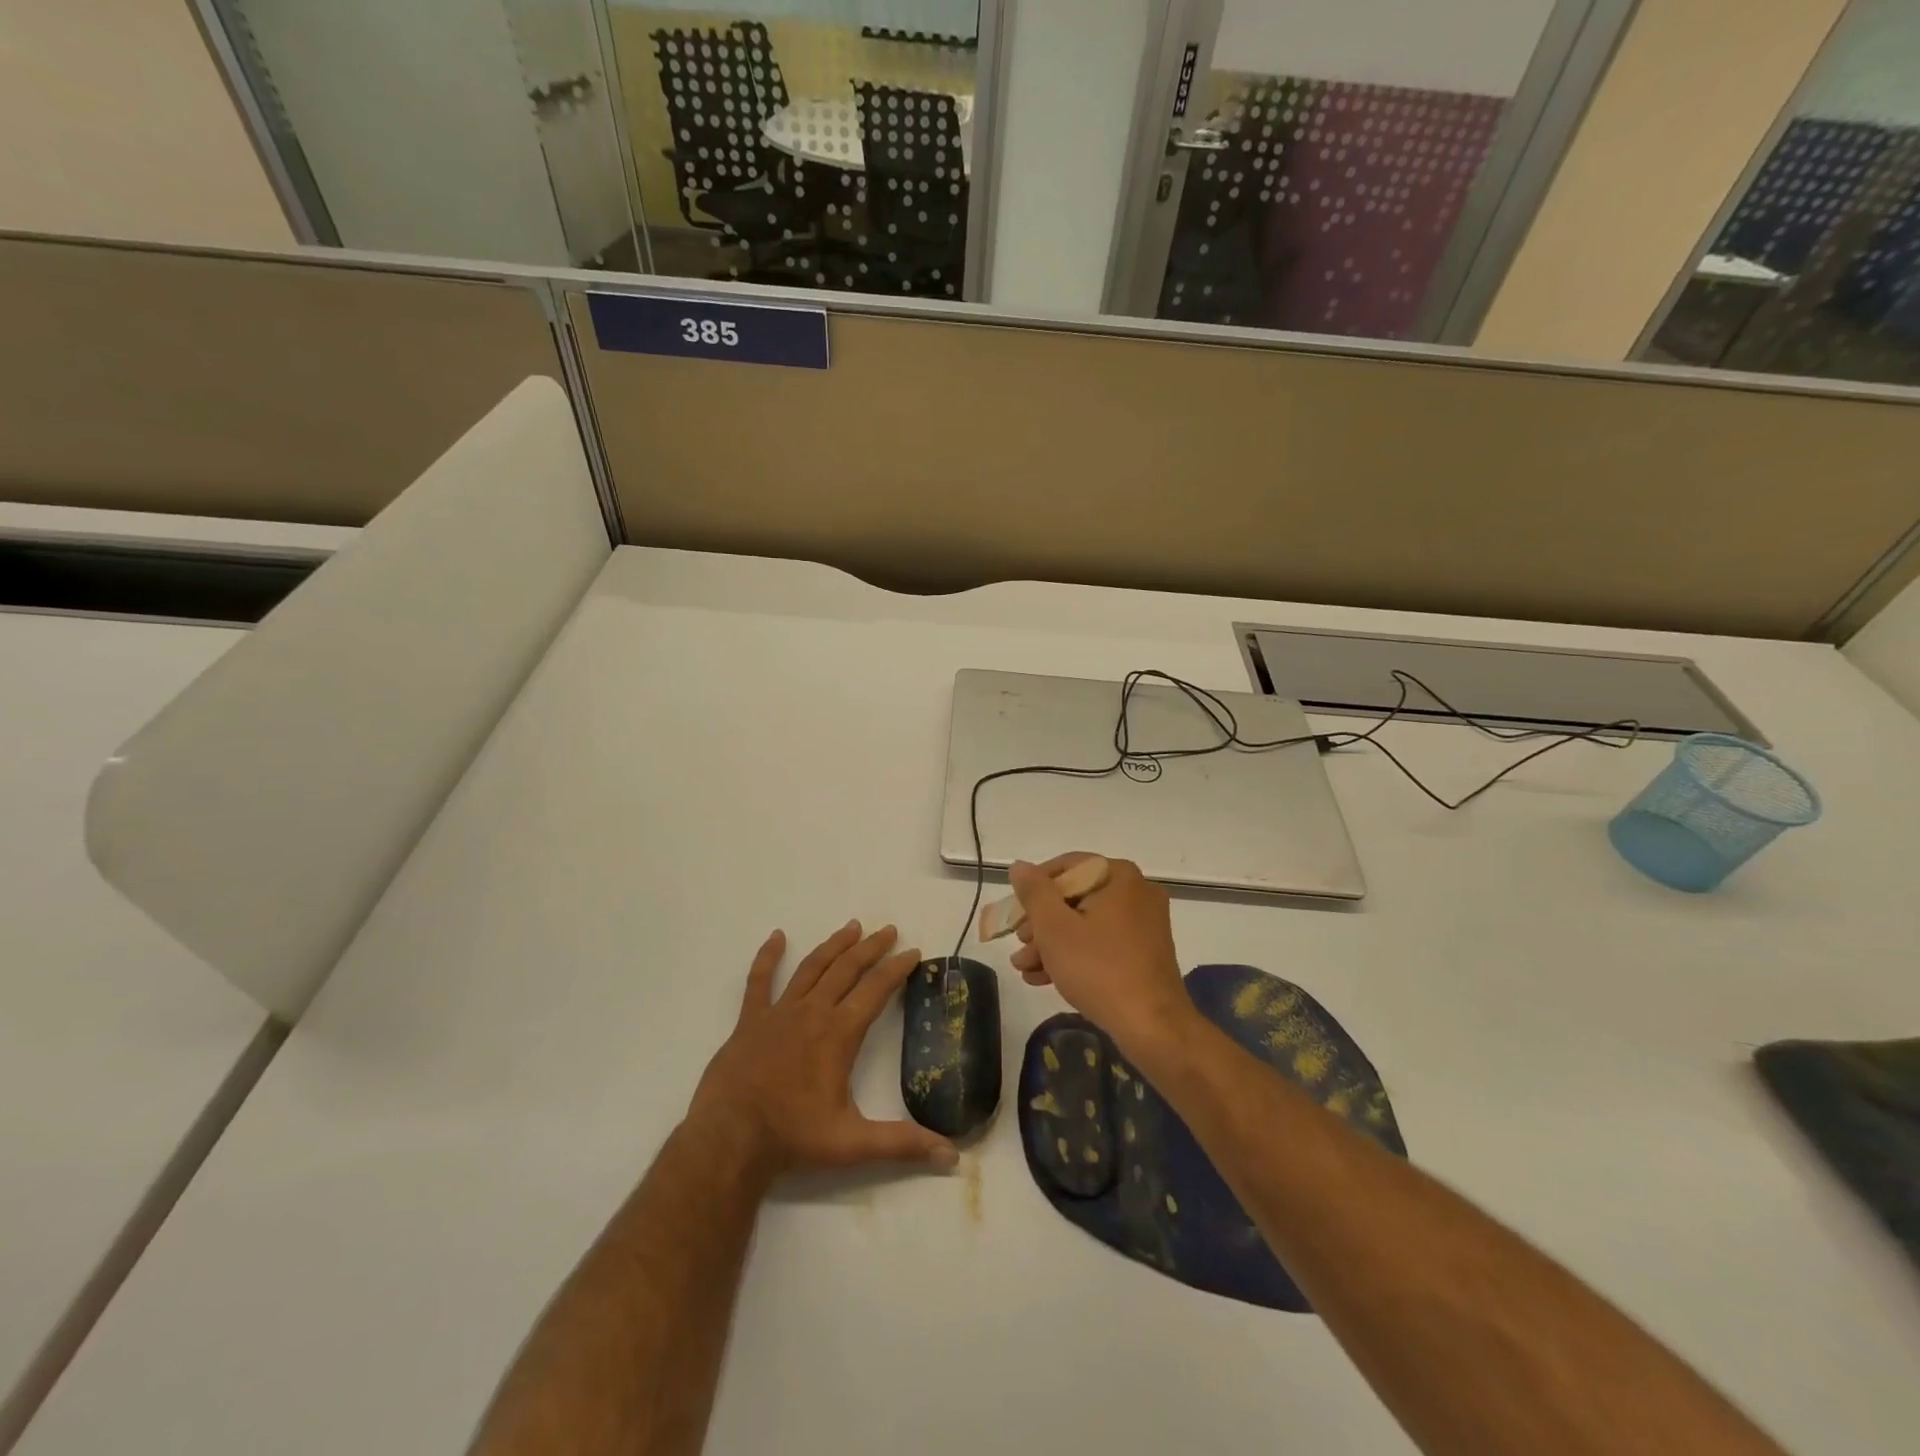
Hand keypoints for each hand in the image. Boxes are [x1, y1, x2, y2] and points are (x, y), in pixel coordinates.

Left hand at [688, 921, 958, 1177]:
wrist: (729, 1140)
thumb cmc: (793, 1138)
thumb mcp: (854, 1144)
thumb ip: (903, 1145)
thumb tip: (953, 1157)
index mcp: (839, 1033)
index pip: (876, 989)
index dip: (897, 968)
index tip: (913, 951)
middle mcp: (812, 1012)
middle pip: (847, 969)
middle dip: (871, 948)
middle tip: (888, 930)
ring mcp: (779, 1012)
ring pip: (812, 967)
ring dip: (834, 945)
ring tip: (852, 926)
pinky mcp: (750, 1020)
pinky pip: (760, 980)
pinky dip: (768, 956)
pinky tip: (777, 937)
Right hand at [1008, 854, 1193, 1051]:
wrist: (1152, 1027)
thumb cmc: (1099, 969)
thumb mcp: (1054, 928)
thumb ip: (1034, 892)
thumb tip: (1019, 867)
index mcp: (1119, 876)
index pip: (1066, 867)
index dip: (1034, 889)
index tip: (1015, 914)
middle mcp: (1136, 892)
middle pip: (1074, 897)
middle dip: (1040, 924)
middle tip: (1019, 946)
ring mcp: (1144, 924)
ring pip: (1085, 923)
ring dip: (1051, 944)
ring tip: (1024, 969)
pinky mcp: (1144, 952)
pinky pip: (1102, 943)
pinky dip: (1074, 955)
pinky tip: (1044, 978)